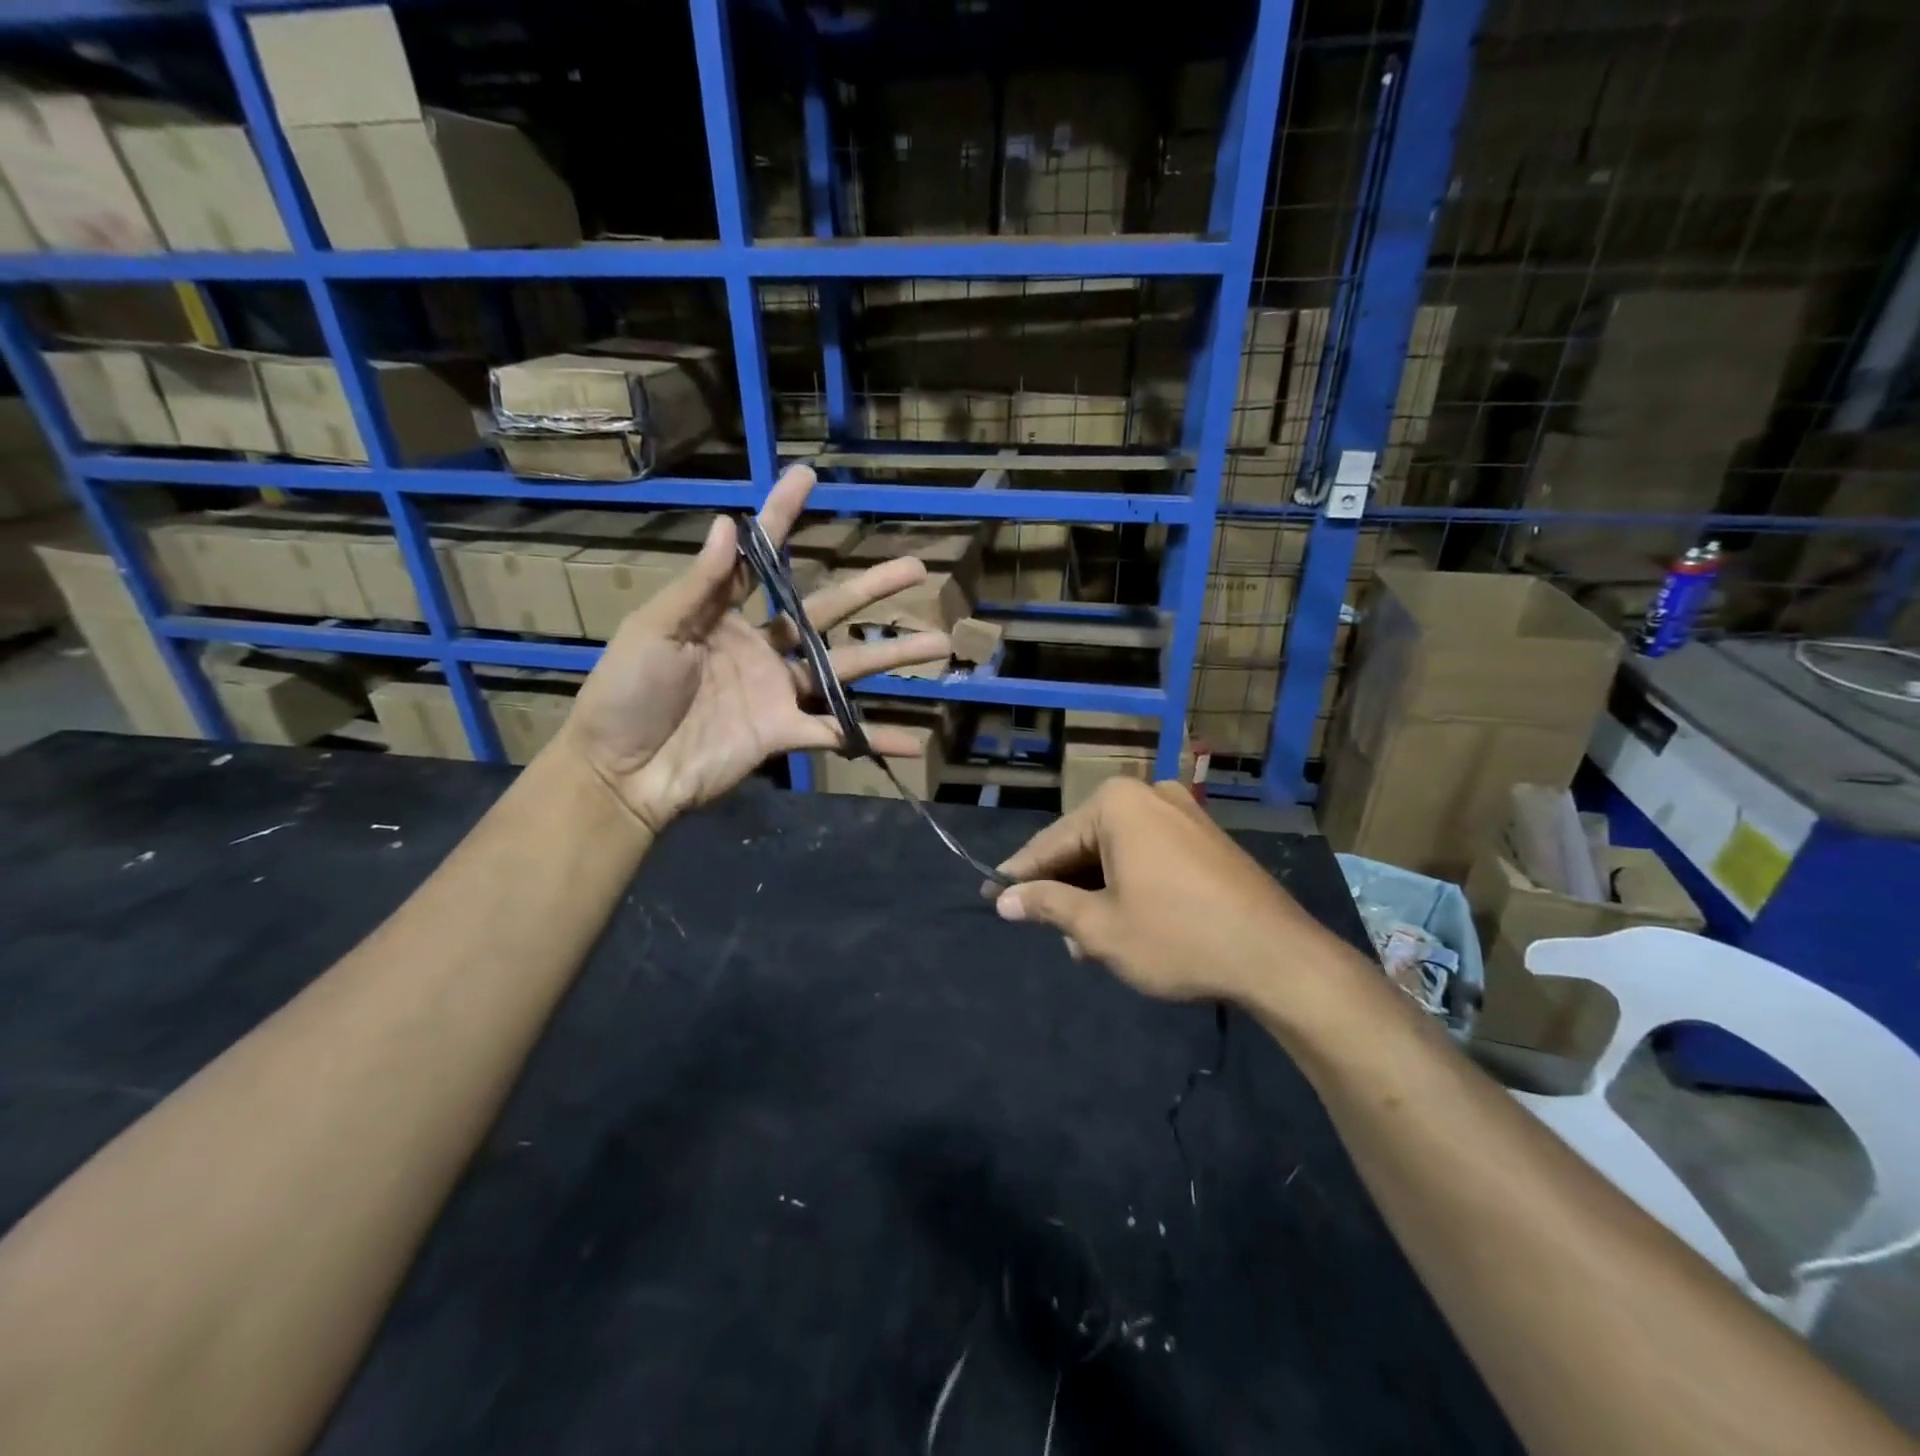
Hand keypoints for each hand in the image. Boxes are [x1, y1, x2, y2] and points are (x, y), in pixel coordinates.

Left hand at [556, 465, 950, 834]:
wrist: (622, 772)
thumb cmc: (628, 692)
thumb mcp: (656, 630)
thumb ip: (699, 586)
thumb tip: (727, 524)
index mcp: (725, 615)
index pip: (762, 559)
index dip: (783, 518)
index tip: (808, 479)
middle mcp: (762, 648)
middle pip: (827, 611)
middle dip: (871, 588)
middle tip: (916, 567)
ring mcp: (778, 692)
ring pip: (846, 668)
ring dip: (892, 657)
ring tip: (937, 644)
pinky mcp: (785, 734)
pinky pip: (837, 734)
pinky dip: (873, 738)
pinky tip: (914, 742)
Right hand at [991, 778, 1356, 1004]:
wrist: (1278, 957)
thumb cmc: (1176, 936)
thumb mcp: (1100, 927)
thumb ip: (1047, 905)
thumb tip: (1004, 899)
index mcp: (1117, 804)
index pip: (1051, 843)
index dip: (1019, 875)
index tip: (990, 895)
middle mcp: (1149, 795)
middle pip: (1086, 844)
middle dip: (1065, 890)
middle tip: (1043, 929)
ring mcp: (1183, 814)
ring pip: (1118, 854)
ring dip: (1097, 894)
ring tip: (1084, 942)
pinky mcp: (1207, 839)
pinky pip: (1150, 856)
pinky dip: (1129, 886)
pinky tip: (1123, 925)